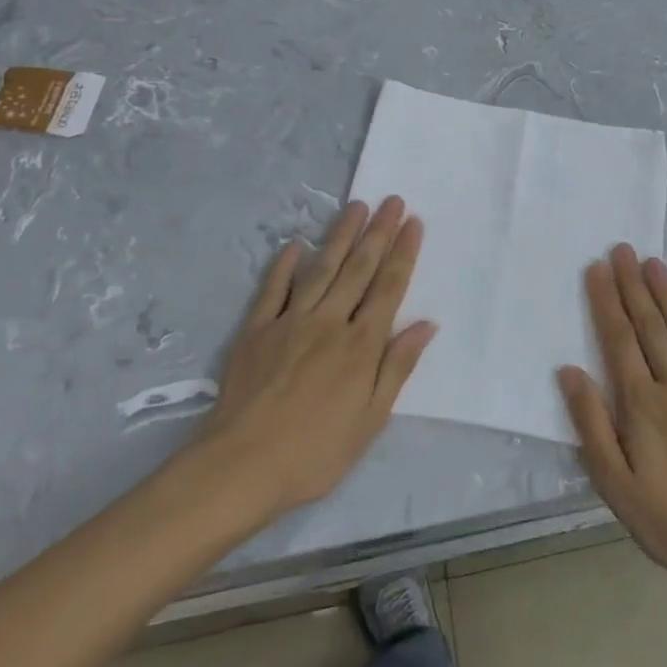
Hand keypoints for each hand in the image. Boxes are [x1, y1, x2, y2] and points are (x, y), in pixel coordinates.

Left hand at [195, 197, 435, 520]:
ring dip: (341, 235)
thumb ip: (397, 366)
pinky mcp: (256, 330)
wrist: (240, 467)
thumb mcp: (371, 420)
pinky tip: (296, 243)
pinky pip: (273, 289)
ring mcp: (290, 321)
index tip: (413, 222)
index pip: (389, 287)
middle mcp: (330, 322)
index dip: (403, 253)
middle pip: (359, 268)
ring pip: (322, 269)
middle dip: (378, 232)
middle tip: (392, 200)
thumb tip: (426, 324)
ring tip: (356, 206)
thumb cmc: (315, 452)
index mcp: (361, 345)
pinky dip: (285, 265)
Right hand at [558, 245, 666, 604]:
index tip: (597, 268)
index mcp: (641, 404)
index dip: (606, 302)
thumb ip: (591, 424)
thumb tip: (569, 371)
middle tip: (622, 249)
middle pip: (649, 326)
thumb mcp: (615, 485)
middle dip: (633, 285)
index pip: (619, 340)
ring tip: (654, 262)